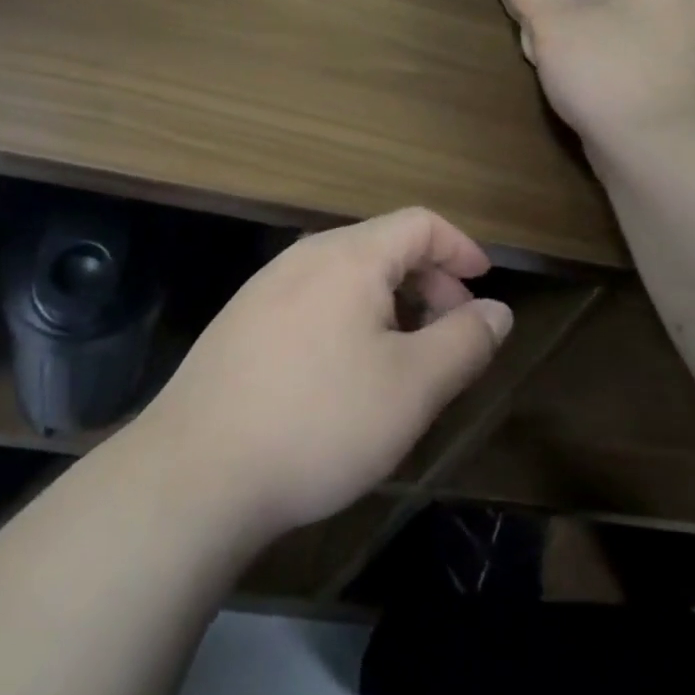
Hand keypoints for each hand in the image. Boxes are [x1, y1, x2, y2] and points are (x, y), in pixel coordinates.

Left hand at [134, 208, 512, 545]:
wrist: (196, 470)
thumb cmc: (320, 420)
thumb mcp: (412, 387)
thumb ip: (464, 342)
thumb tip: (497, 310)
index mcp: (349, 256)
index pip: (419, 224)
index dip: (460, 248)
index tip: (485, 284)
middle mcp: (305, 256)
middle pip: (383, 247)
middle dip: (429, 282)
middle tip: (452, 335)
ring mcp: (266, 287)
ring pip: (347, 276)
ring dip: (390, 304)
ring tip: (405, 359)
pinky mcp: (242, 321)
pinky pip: (313, 300)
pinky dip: (350, 319)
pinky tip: (346, 373)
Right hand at [507, 0, 694, 145]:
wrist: (652, 148)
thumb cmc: (607, 67)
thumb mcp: (552, 21)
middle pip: (679, 10)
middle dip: (643, 14)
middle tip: (600, 21)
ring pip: (671, 54)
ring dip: (639, 56)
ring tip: (593, 68)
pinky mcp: (689, 117)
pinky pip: (662, 93)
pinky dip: (638, 94)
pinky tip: (602, 105)